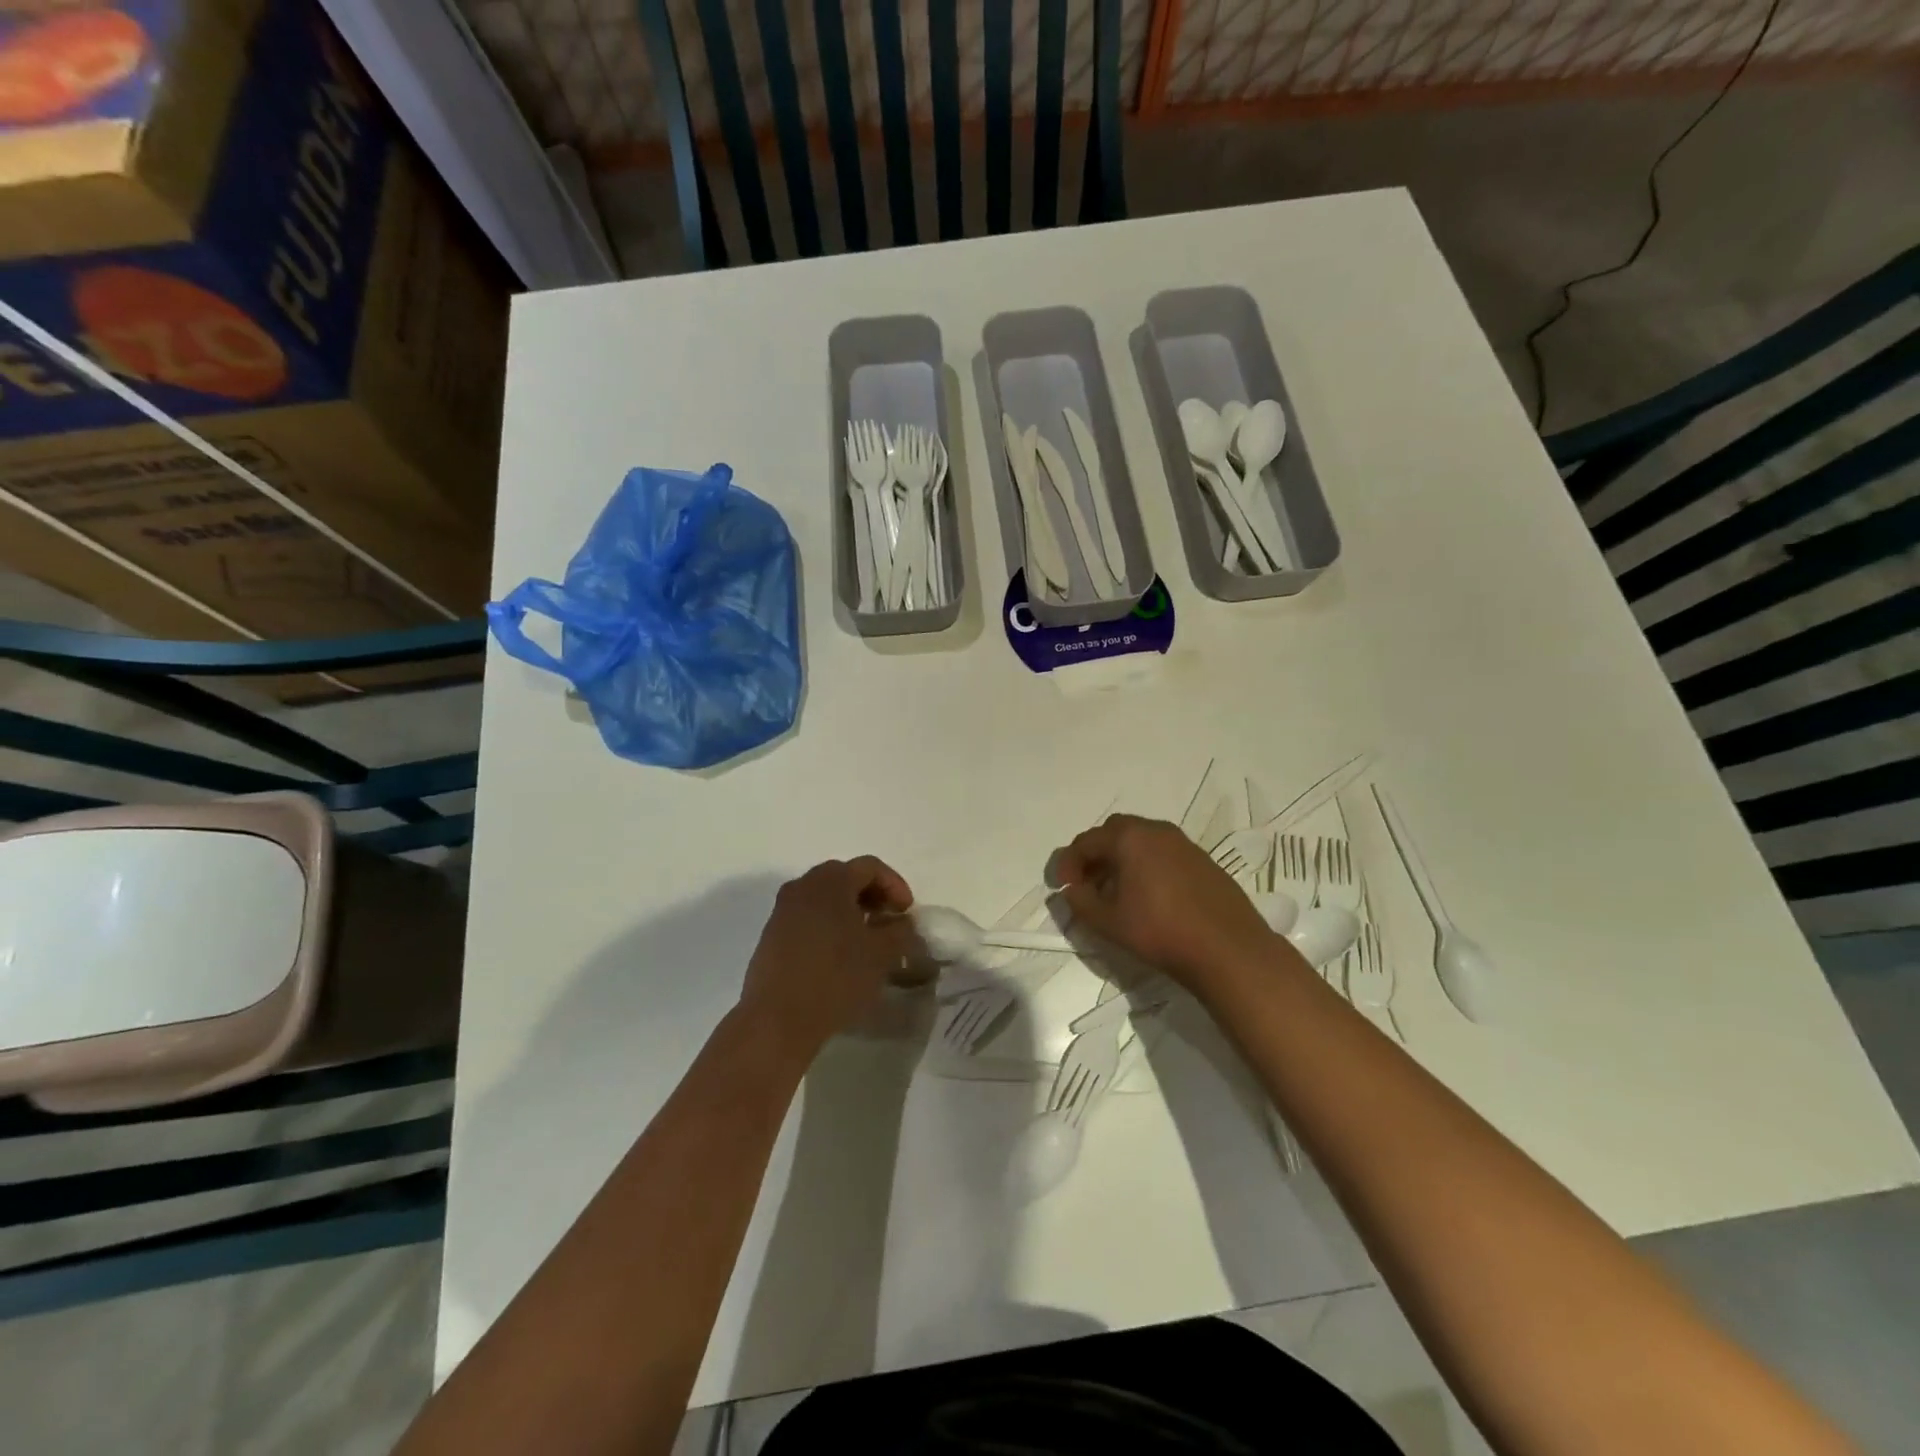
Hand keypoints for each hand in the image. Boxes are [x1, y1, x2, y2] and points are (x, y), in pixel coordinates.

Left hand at [738, 857, 915, 1058]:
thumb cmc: (835, 977)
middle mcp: (803, 885)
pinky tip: (840, 953)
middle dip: (872, 895)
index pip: (870, 867)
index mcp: (830, 880)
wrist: (777, 1019)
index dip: (895, 885)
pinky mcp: (772, 934)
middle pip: (845, 877)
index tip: (907, 912)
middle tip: (889, 921)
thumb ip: (899, 930)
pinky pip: (808, 917)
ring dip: (850, 910)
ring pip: (824, 897)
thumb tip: (901, 922)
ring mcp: (783, 910)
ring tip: (867, 939)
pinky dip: (829, 924)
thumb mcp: (881, 954)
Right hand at [1054, 814, 1296, 999]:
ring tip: (1117, 892)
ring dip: (1121, 859)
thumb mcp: (1108, 922)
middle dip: (1095, 855)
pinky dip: (1146, 865)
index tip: (1063, 887)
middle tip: (1088, 884)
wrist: (1228, 949)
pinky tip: (1149, 895)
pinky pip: (1163, 852)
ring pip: (1141, 841)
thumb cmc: (1160, 931)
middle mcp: (1156, 830)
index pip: (1086, 841)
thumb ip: (1081, 902)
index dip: (1068, 863)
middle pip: (1114, 832)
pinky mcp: (1203, 859)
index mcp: (1129, 838)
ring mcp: (1183, 843)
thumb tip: (1073, 889)